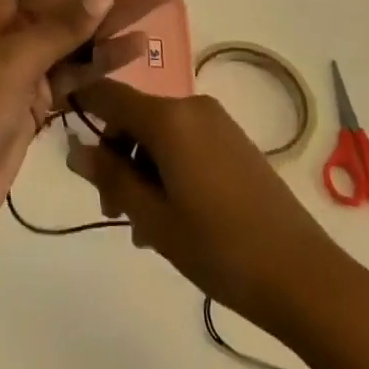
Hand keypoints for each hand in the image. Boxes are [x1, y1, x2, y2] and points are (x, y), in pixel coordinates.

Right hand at [67, 80, 368, 368]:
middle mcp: (192, 106)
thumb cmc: (219, 247)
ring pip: (159, 134)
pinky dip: (168, 169)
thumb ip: (110, 177)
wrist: (303, 275)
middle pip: (135, 117)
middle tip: (112, 212)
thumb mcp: (154, 218)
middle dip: (115, 157)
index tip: (66, 138)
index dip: (83, 107)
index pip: (109, 93)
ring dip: (141, 170)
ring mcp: (216, 122)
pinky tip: (171, 217)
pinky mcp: (234, 141)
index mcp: (168, 117)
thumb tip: (76, 148)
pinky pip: (185, 142)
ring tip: (144, 228)